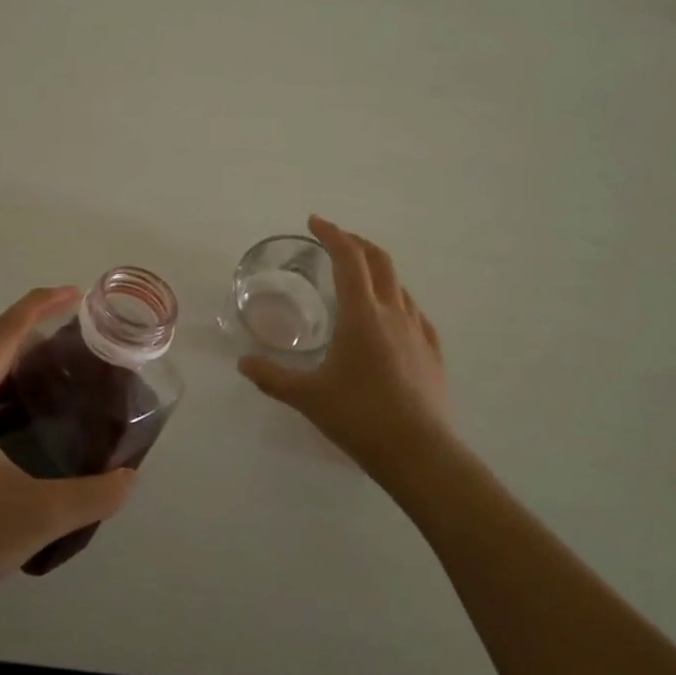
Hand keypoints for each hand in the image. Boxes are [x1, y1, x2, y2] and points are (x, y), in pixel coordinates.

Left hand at [0, 287, 138, 641]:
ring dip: (3, 385)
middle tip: (71, 356)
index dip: (38, 307)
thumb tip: (130, 477)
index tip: (72, 293)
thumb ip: (96, 494)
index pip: (0, 335)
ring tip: (45, 395)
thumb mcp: (39, 519)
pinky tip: (4, 440)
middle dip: (26, 350)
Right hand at [238, 216, 456, 486]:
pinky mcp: (432, 353)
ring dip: (377, 272)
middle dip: (356, 243)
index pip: (348, 259)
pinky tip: (390, 320)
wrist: (420, 453)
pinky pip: (414, 314)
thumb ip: (272, 377)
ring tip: (357, 282)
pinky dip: (396, 302)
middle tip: (335, 241)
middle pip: (379, 261)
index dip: (332, 234)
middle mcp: (393, 313)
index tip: (314, 221)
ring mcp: (418, 332)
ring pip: (399, 286)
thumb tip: (243, 362)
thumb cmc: (359, 417)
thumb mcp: (307, 397)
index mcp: (361, 315)